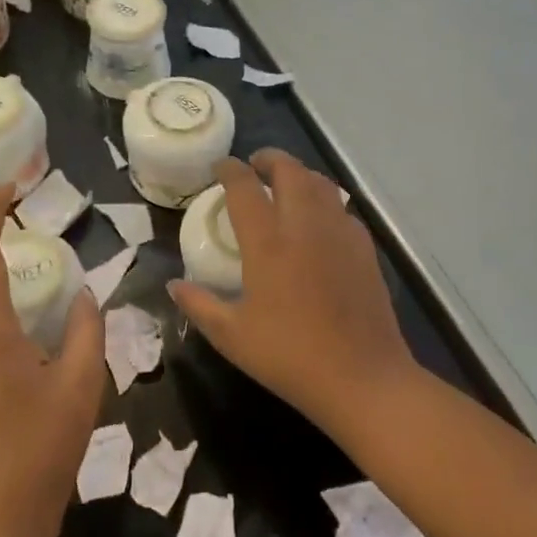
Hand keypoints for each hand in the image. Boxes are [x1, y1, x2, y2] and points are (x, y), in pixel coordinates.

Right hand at [169, 150, 418, 437]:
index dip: (229, 169)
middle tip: (255, 166)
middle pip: (289, 170)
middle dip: (269, 159)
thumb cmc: (290, 357)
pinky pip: (341, 207)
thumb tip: (173, 284)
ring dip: (299, 174)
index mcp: (267, 242)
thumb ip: (199, 305)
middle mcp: (303, 225)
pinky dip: (324, 200)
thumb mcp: (232, 337)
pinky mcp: (364, 246)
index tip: (220, 166)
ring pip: (319, 182)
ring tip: (285, 184)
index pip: (244, 186)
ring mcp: (338, 231)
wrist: (362, 378)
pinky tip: (318, 220)